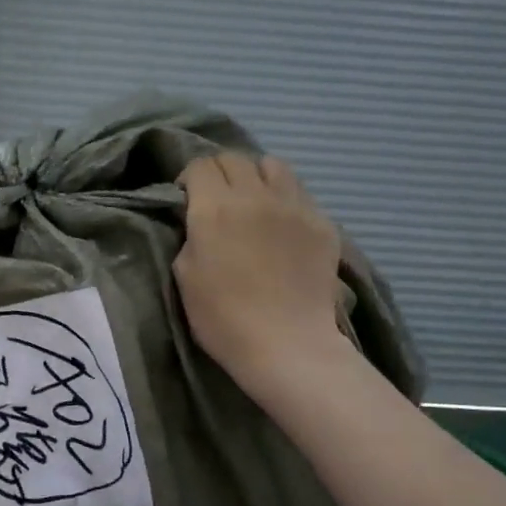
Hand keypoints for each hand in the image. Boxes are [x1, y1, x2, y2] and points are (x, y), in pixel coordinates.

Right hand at [174, 153, 350, 402]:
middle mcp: (255, 196)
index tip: (187, 200)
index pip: (201, 165)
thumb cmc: (222, 318)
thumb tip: (200, 221)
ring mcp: (294, 206)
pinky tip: (281, 226)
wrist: (287, 345)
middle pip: (235, 159)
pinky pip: (300, 193)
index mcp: (215, 207)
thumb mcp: (184, 275)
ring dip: (256, 177)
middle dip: (220, 174)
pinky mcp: (322, 223)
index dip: (190, 179)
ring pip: (273, 166)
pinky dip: (285, 199)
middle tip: (216, 200)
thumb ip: (191, 235)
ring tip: (253, 202)